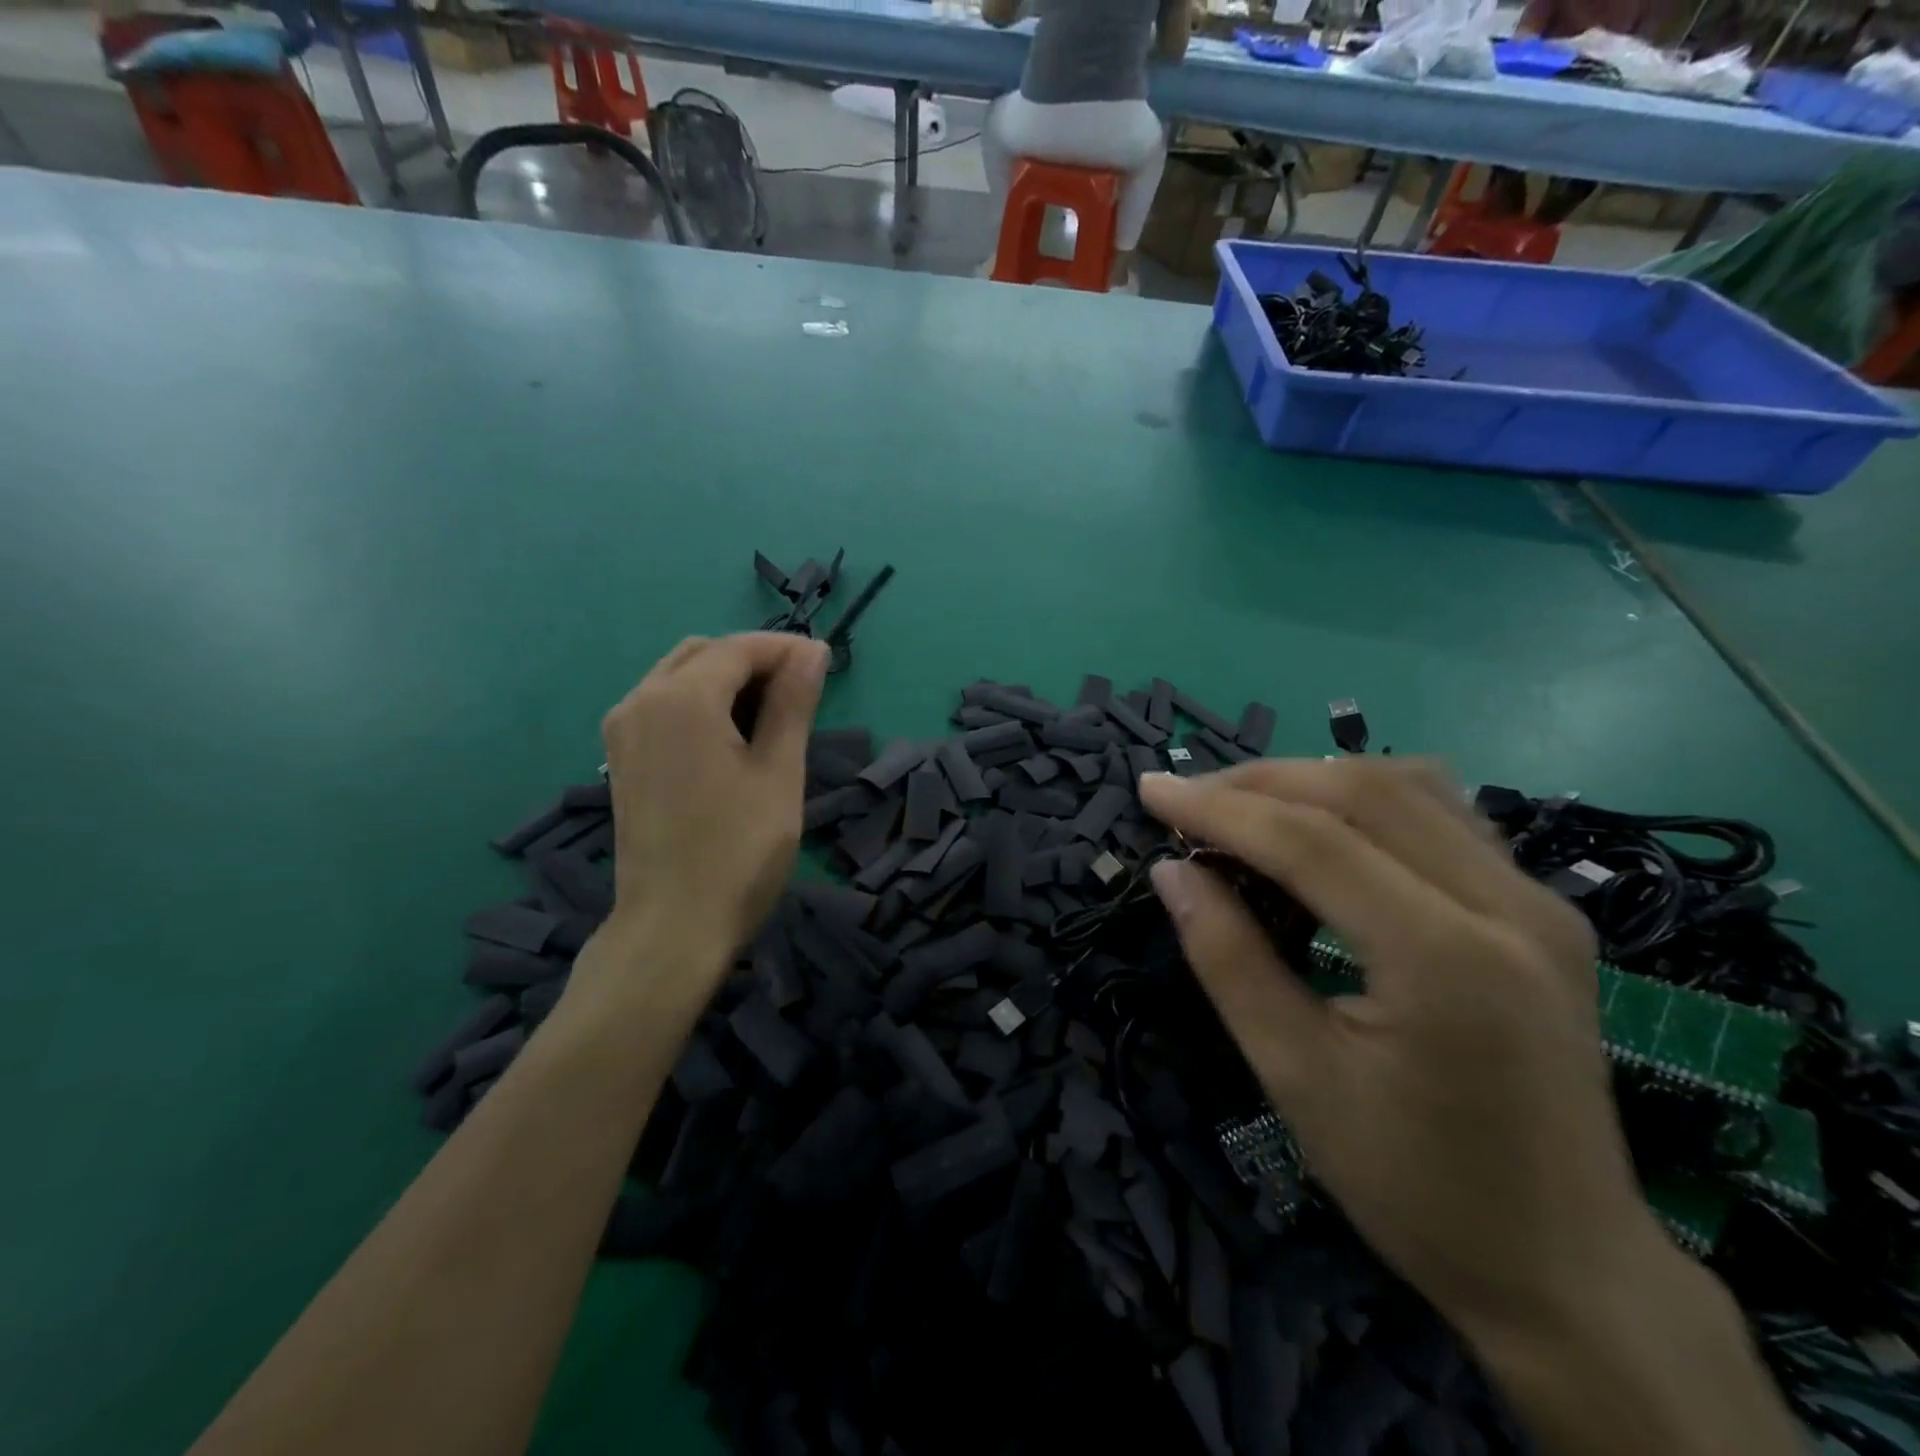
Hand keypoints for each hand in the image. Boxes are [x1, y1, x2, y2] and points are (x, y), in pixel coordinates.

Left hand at [598, 633, 827, 971]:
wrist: (673, 926)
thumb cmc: (739, 851)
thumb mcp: (778, 772)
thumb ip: (792, 703)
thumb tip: (812, 651)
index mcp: (681, 699)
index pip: (739, 648)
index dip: (785, 649)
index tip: (825, 663)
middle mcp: (640, 700)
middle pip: (704, 653)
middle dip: (754, 660)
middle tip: (801, 690)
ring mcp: (623, 729)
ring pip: (679, 675)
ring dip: (727, 679)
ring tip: (773, 713)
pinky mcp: (621, 756)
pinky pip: (662, 704)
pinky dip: (700, 702)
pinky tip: (732, 735)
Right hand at [1139, 760, 1653, 1341]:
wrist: (1569, 1269)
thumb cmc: (1415, 1187)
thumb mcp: (1295, 1076)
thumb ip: (1228, 958)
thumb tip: (1171, 871)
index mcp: (1447, 958)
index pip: (1312, 841)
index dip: (1218, 808)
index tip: (1150, 790)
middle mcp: (1508, 906)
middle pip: (1363, 792)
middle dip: (1259, 782)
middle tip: (1187, 801)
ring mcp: (1539, 902)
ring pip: (1409, 786)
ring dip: (1312, 780)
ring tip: (1243, 806)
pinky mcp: (1544, 911)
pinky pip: (1444, 815)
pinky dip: (1365, 799)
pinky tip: (1322, 825)